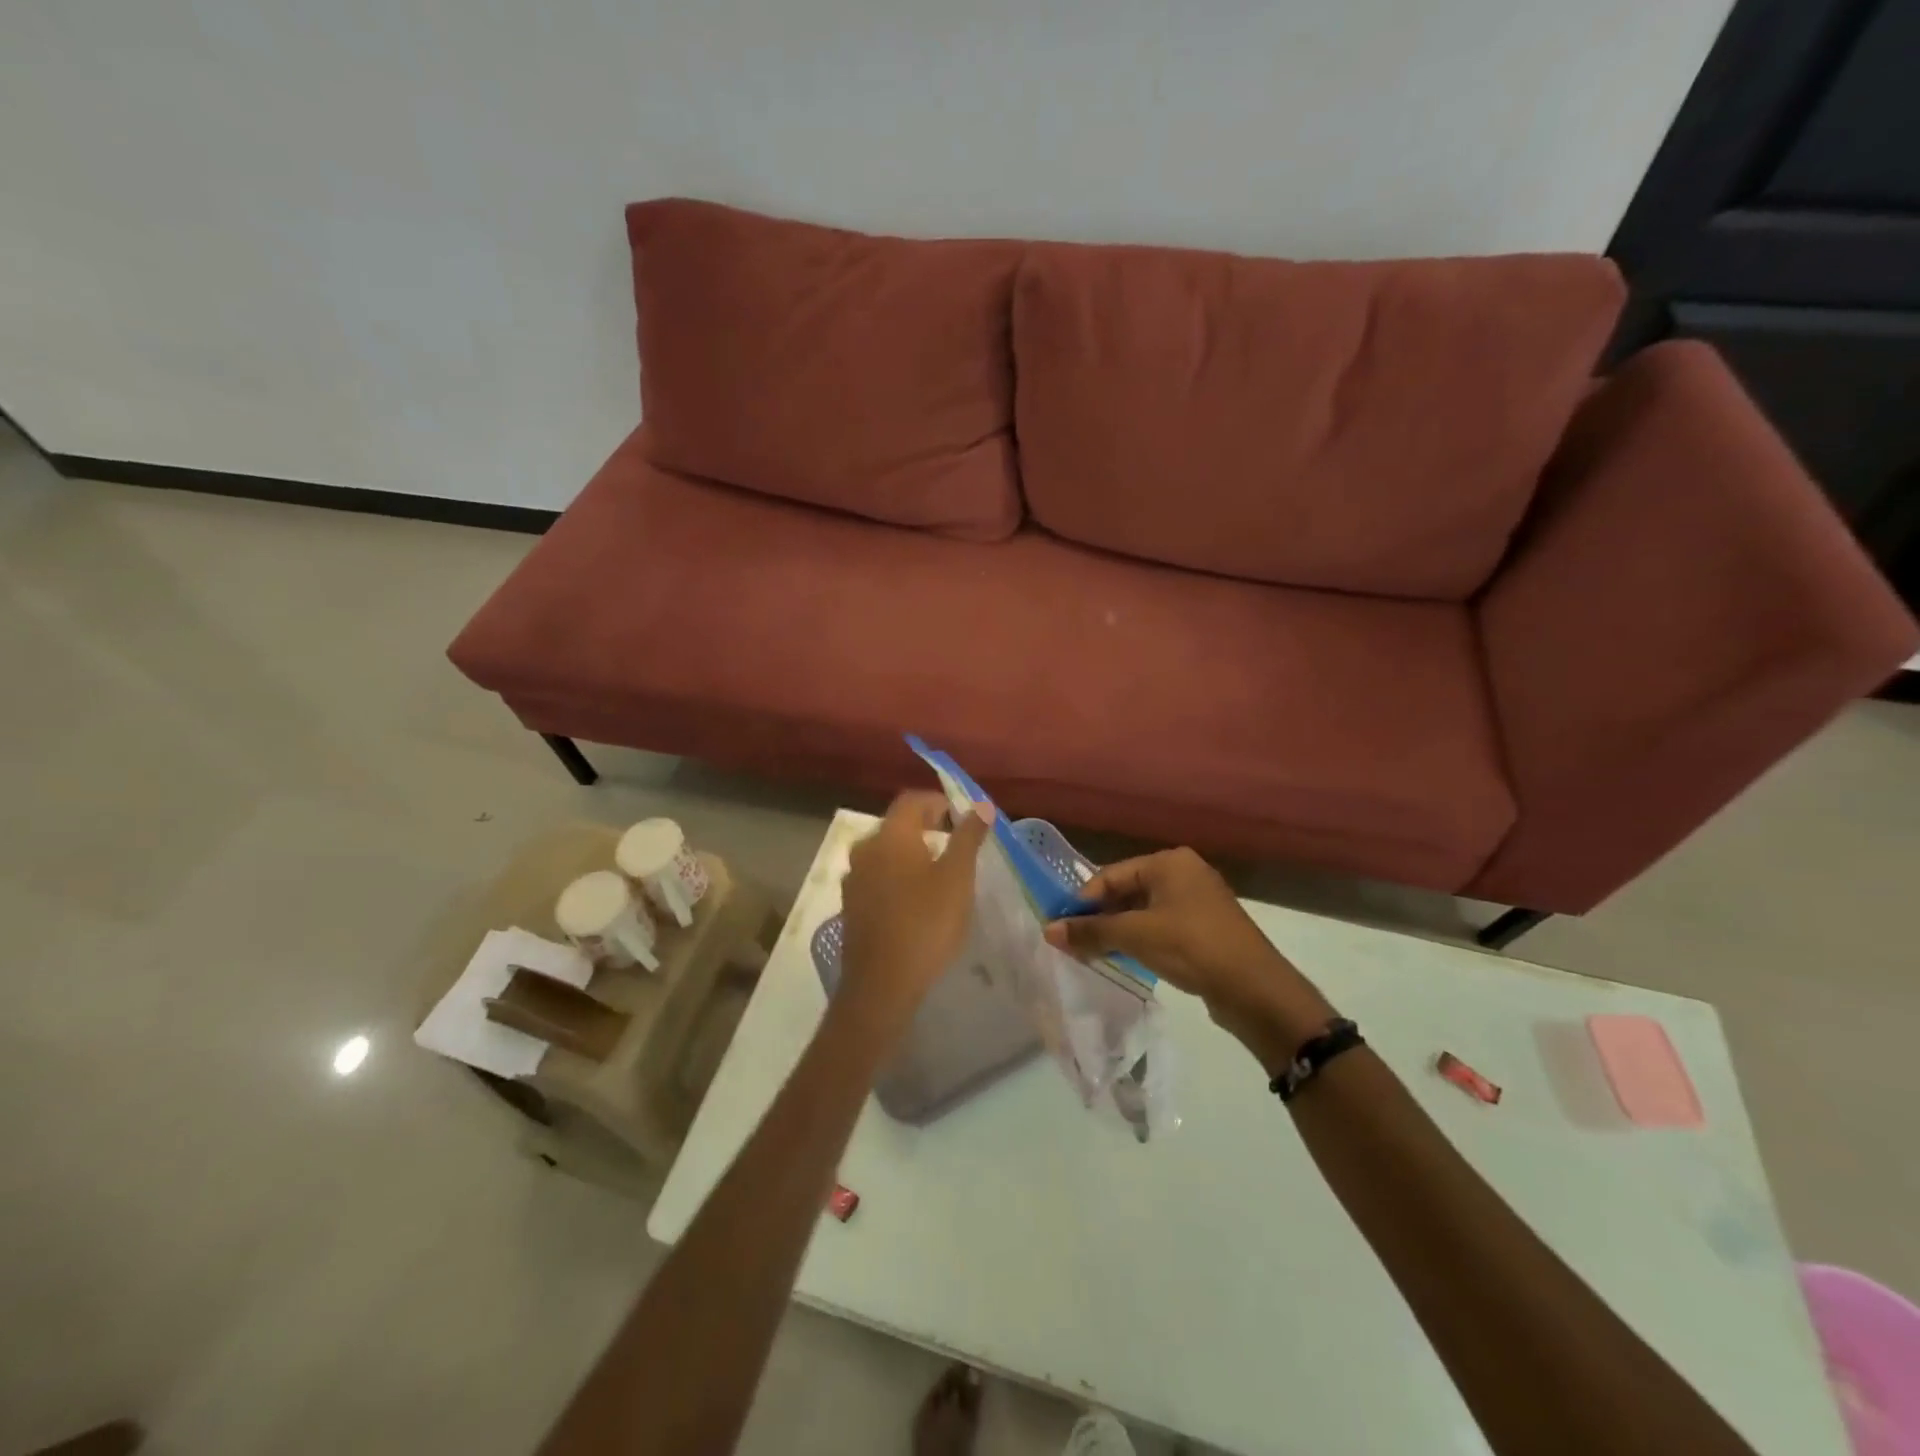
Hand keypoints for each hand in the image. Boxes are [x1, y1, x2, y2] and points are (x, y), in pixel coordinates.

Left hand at [838, 793, 992, 1039]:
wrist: (882, 984)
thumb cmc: (926, 923)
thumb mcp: (957, 878)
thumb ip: (968, 837)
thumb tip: (980, 805)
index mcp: (890, 835)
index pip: (912, 800)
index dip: (939, 802)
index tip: (963, 818)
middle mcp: (865, 849)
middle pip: (897, 824)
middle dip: (926, 827)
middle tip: (955, 844)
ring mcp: (853, 878)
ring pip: (886, 852)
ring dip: (911, 853)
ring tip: (939, 873)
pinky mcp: (850, 905)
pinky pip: (877, 876)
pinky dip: (897, 876)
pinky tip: (916, 900)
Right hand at [1044, 847, 1336, 1073]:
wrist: (1255, 989)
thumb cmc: (1191, 947)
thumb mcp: (1135, 936)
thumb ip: (1090, 931)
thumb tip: (1048, 931)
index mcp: (1168, 862)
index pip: (1111, 874)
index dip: (1083, 900)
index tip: (1061, 927)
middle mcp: (1184, 873)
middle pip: (1127, 891)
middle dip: (1100, 917)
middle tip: (1074, 943)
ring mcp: (1197, 901)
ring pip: (1143, 911)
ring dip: (1118, 931)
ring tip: (1093, 954)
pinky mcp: (1205, 929)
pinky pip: (1161, 927)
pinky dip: (1140, 940)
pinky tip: (1125, 960)